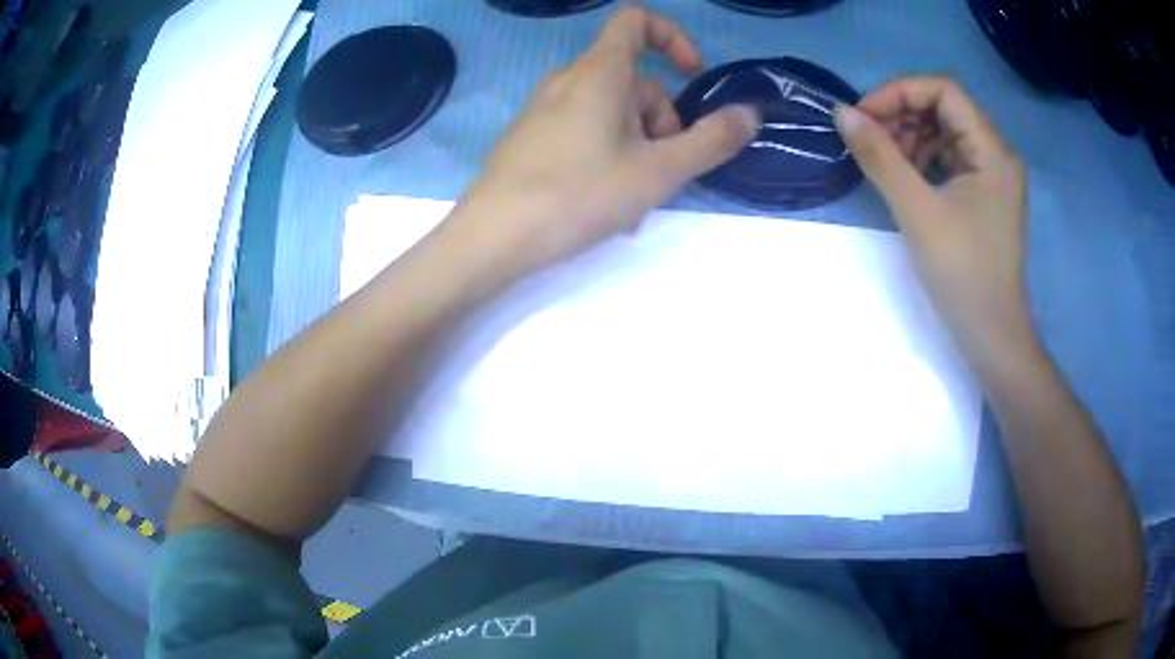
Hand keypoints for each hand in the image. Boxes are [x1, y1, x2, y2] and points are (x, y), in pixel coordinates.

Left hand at [446, 7, 759, 279]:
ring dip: (638, 147)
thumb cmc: (578, 195)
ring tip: (635, 201)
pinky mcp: (531, 137)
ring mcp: (545, 109)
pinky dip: (608, 156)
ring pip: (611, 113)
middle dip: (661, 122)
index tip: (692, 75)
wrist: (493, 237)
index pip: (635, 21)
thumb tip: (750, 114)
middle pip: (634, 81)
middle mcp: (568, 80)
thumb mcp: (658, 171)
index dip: (672, 37)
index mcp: (599, 72)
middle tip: (662, 172)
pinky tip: (605, 204)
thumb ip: (711, 141)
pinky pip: (584, 132)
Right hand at [833, 77, 1033, 362]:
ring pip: (945, 132)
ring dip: (910, 136)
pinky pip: (950, 158)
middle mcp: (997, 154)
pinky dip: (923, 159)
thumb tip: (841, 113)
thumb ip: (879, 157)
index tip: (864, 117)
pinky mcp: (984, 195)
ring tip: (883, 161)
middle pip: (945, 108)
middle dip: (903, 115)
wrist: (992, 336)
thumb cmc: (962, 274)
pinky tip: (904, 177)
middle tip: (869, 140)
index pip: (944, 90)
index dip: (900, 92)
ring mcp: (992, 176)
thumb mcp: (917, 211)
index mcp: (992, 150)